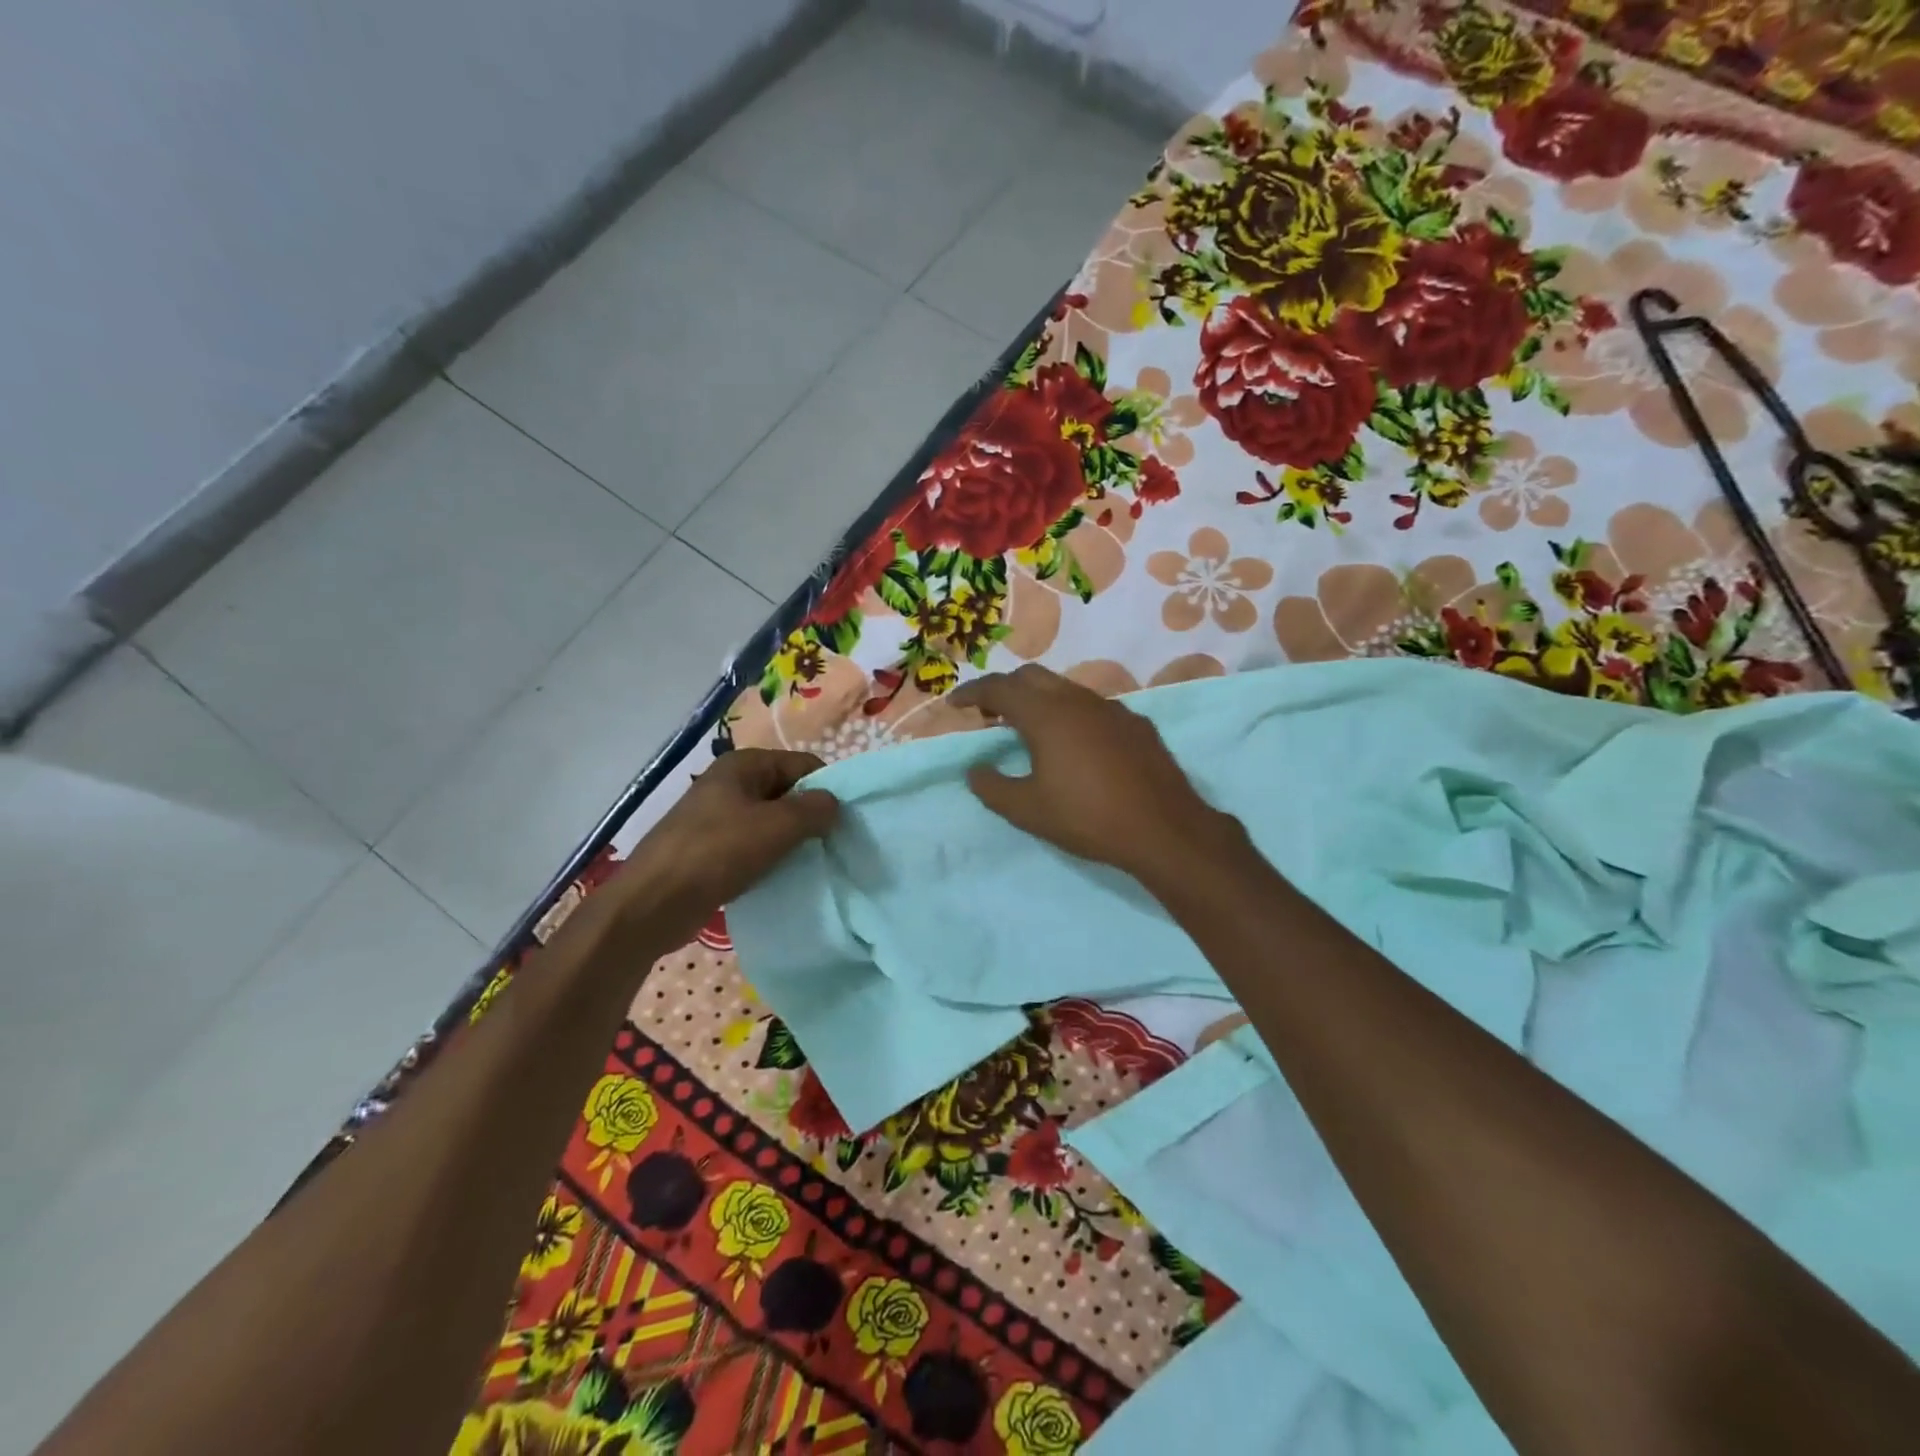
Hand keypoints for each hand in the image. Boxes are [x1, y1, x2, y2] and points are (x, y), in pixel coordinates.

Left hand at [611, 749, 837, 950]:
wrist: (653, 903)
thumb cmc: (717, 853)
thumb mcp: (776, 827)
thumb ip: (814, 810)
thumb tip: (835, 804)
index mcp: (743, 765)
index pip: (802, 764)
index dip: (826, 789)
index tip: (844, 821)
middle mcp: (729, 784)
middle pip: (787, 792)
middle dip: (810, 816)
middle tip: (832, 845)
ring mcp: (717, 817)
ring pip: (770, 822)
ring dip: (791, 841)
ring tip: (812, 863)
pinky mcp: (710, 850)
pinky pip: (752, 846)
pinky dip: (770, 858)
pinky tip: (783, 877)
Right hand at [950, 665, 1229, 883]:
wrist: (1164, 828)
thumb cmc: (1088, 817)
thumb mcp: (1028, 810)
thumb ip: (992, 787)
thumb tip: (975, 770)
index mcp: (1046, 714)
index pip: (999, 689)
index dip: (972, 693)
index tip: (955, 704)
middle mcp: (1077, 699)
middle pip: (1032, 677)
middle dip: (1005, 689)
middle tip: (989, 714)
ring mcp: (1111, 708)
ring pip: (1065, 688)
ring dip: (1039, 699)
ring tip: (1028, 728)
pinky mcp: (1135, 723)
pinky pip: (1092, 706)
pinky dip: (1070, 713)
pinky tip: (1075, 743)